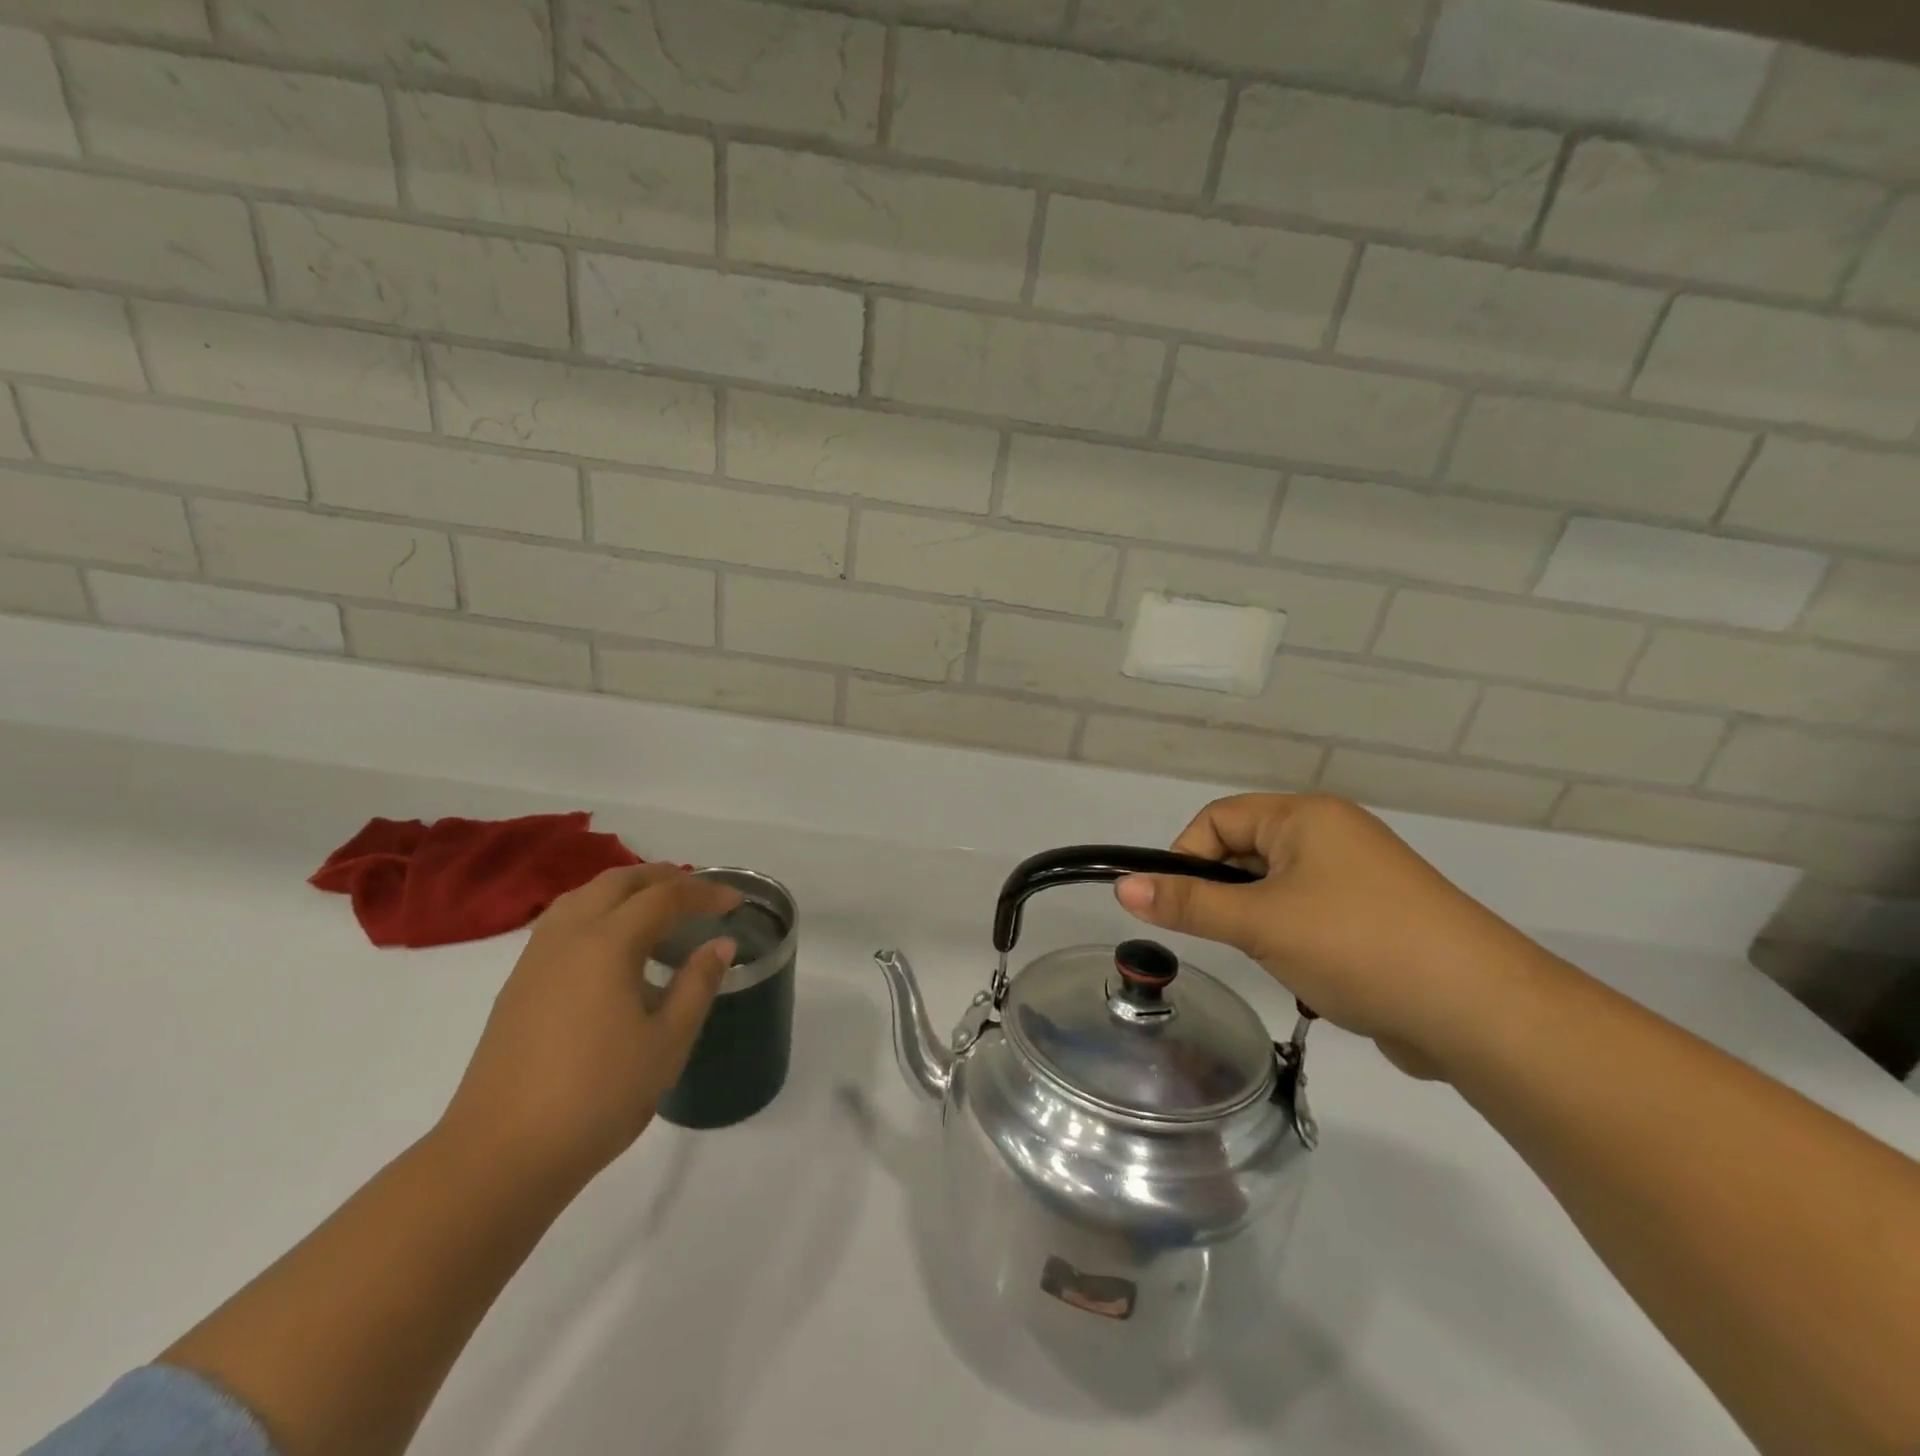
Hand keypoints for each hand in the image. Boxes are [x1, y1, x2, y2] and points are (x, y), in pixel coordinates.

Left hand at [439, 864, 741, 1185]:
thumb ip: (697, 985)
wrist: (499, 1157)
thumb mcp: (666, 1043)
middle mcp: (568, 936)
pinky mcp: (517, 984)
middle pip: (618, 882)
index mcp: (607, 944)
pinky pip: (563, 921)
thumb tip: (720, 944)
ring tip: (656, 909)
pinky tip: (611, 946)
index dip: (705, 892)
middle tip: (699, 894)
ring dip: (626, 890)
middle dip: (663, 878)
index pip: (664, 897)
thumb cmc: (596, 1098)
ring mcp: (535, 959)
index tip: (735, 902)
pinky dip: (597, 911)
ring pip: (584, 896)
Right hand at [1115, 795, 1545, 1078]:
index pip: (1218, 818)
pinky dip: (1297, 943)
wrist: (1483, 1013)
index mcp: (1305, 817)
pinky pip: (1311, 917)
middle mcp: (1332, 836)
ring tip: (1279, 961)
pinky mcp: (1377, 919)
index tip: (1178, 906)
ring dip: (1262, 925)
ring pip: (1277, 890)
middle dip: (1228, 896)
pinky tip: (1314, 980)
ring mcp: (1359, 878)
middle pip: (1247, 851)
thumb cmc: (1358, 945)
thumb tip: (1122, 886)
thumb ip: (1189, 903)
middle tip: (1231, 938)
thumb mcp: (1261, 923)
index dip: (1187, 857)